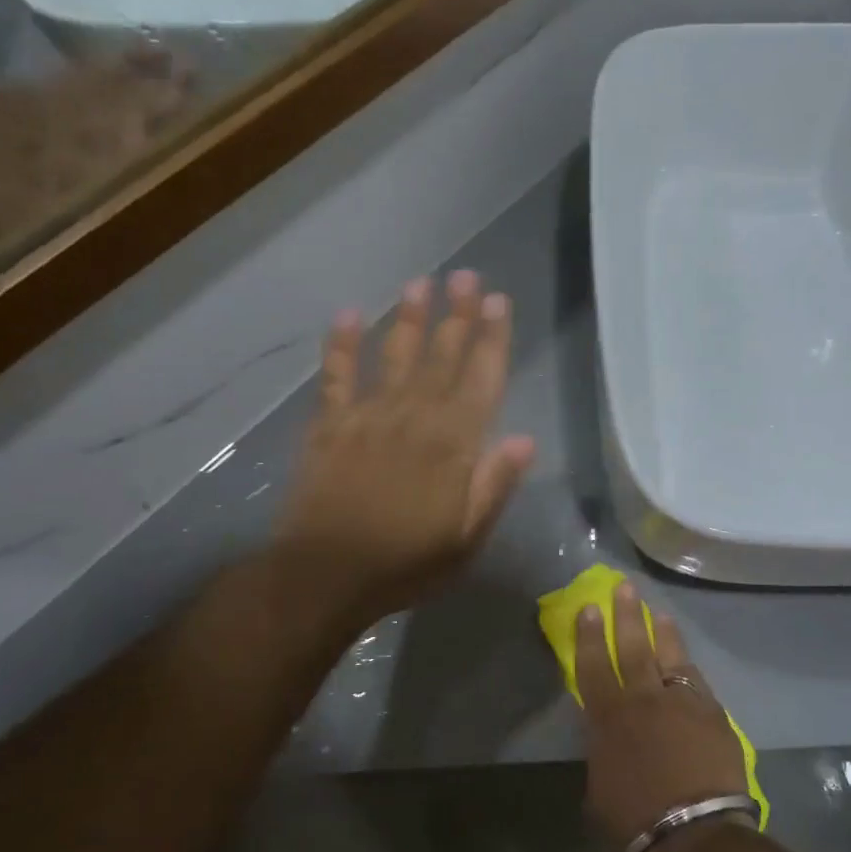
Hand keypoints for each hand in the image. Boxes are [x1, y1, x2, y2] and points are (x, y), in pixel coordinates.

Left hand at [273, 270, 535, 627]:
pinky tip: (348, 316)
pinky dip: (341, 345)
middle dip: (456, 315)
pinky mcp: (329, 425)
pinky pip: (336, 376)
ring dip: (408, 319)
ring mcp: (368, 417)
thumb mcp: (467, 538)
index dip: (491, 338)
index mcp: (453, 445)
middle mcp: (414, 418)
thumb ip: (494, 485)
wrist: (326, 576)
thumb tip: (524, 439)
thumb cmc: (405, 563)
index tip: (498, 302)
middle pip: (441, 357)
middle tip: (466, 276)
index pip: (480, 379)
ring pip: (394, 357)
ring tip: (420, 284)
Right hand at [578, 580, 750, 851]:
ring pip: (671, 656)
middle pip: (633, 646)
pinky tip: (687, 664)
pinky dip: (688, 670)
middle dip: (627, 614)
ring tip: (659, 614)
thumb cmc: (632, 823)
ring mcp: (683, 703)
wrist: (692, 836)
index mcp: (609, 717)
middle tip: (624, 587)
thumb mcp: (599, 786)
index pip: (593, 665)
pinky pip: (697, 683)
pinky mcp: (713, 715)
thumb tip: (609, 735)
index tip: (589, 607)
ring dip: (663, 632)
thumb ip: (603, 750)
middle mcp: (644, 699)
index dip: (589, 635)